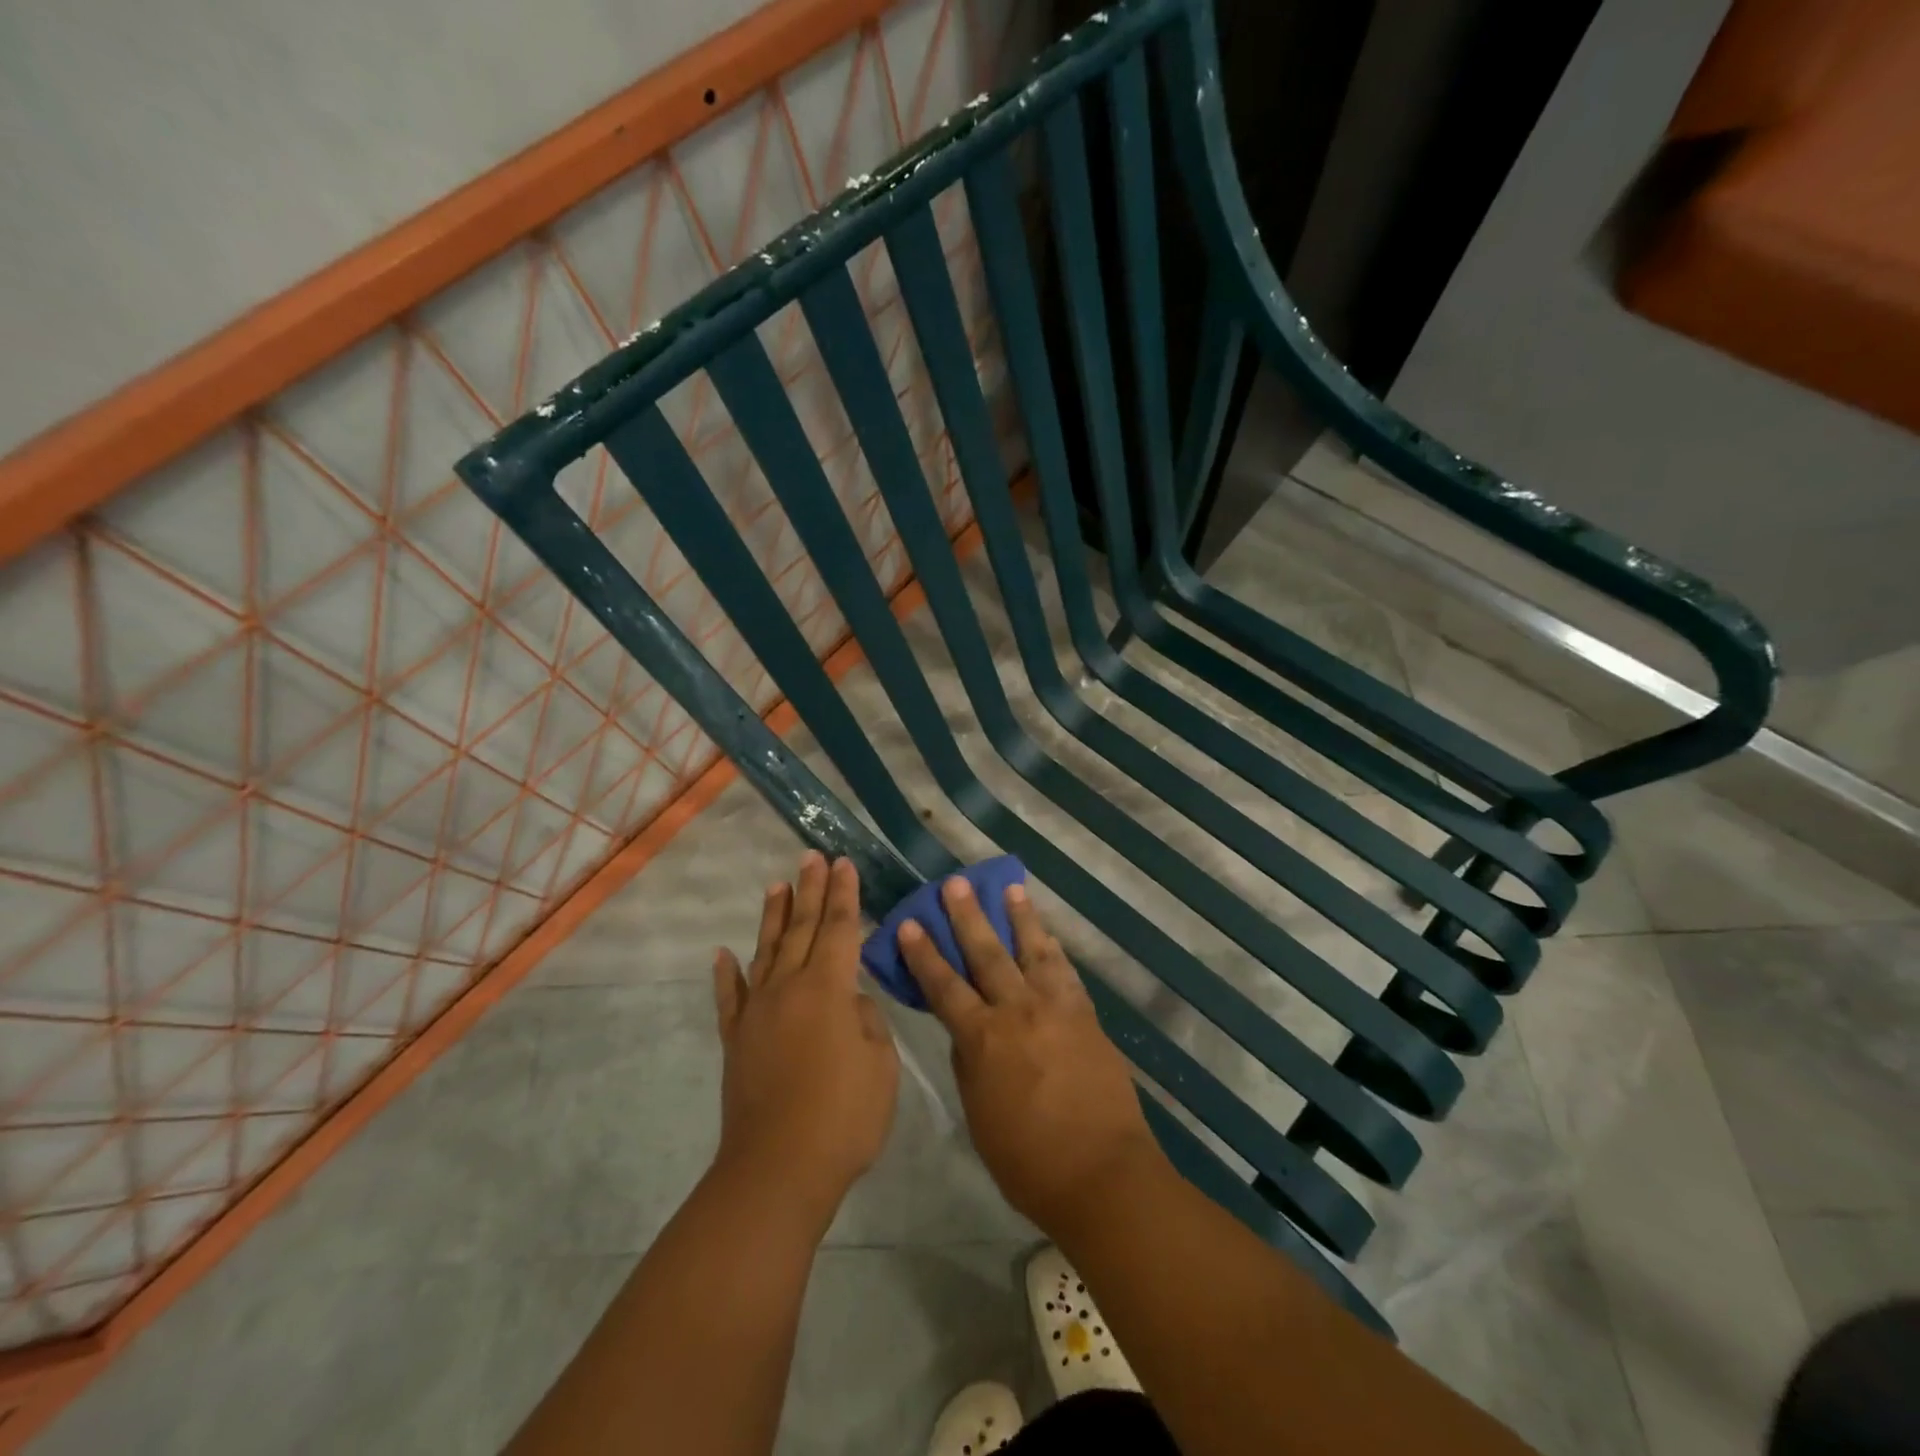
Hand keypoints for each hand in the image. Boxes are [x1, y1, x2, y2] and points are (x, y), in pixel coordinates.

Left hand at [712, 852, 899, 1224]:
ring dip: (774, 917)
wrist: (777, 1170)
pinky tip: (723, 954)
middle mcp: (789, 988)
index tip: (843, 863)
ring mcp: (757, 1012)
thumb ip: (867, 1022)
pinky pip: (729, 998)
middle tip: (812, 856)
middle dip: (810, 890)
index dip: (844, 895)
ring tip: (777, 885)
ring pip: (766, 951)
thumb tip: (851, 1001)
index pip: (840, 929)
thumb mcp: (880, 1066)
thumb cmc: (843, 1117)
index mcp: (828, 989)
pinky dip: (726, 974)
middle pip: (803, 929)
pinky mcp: (736, 1040)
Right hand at [898, 877, 1158, 1236]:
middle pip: (986, 954)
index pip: (944, 986)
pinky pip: (1065, 972)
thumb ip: (970, 1065)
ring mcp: (1056, 1009)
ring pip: (1032, 951)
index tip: (910, 923)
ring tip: (1010, 888)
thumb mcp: (979, 1116)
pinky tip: (1048, 935)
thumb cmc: (1028, 1160)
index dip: (924, 954)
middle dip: (968, 917)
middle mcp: (1017, 1012)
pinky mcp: (1086, 1015)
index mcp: (983, 1039)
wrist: (1101, 1173)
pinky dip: (1054, 949)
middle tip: (955, 884)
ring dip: (1020, 918)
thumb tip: (966, 1031)